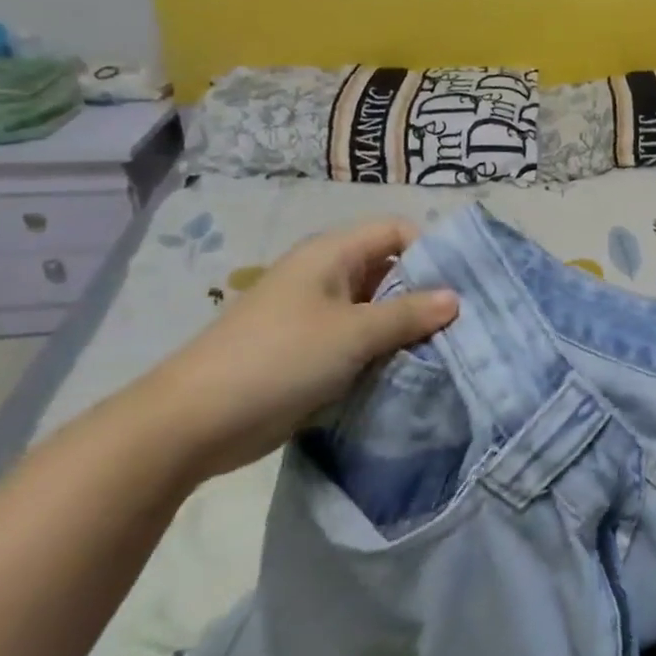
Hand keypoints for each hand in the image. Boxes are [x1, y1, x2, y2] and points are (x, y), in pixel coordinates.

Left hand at [132, 219, 457, 479]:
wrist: (193, 423)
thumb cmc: (279, 360)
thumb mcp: (354, 333)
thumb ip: (408, 313)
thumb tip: (455, 298)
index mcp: (332, 254)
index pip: (396, 232)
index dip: (430, 250)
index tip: (461, 284)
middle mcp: (326, 276)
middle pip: (389, 270)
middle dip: (425, 293)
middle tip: (463, 322)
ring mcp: (315, 315)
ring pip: (376, 309)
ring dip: (406, 327)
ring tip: (445, 349)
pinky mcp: (309, 351)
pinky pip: (359, 340)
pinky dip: (383, 351)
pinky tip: (409, 370)